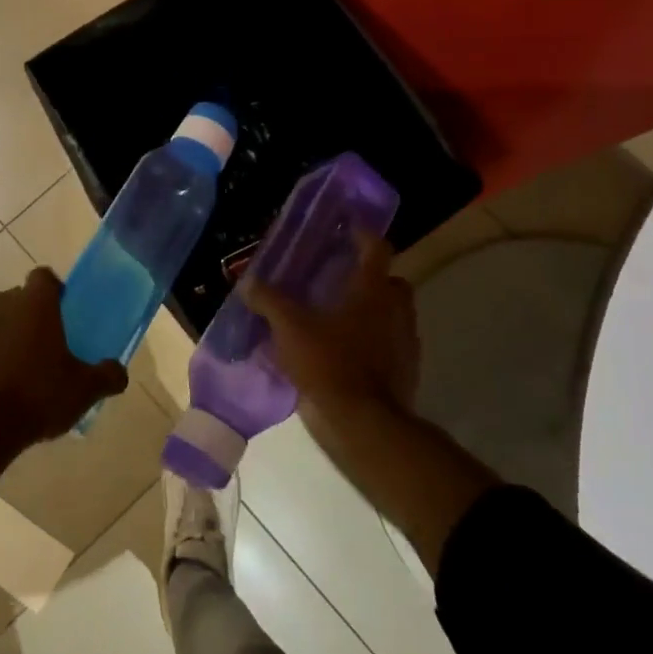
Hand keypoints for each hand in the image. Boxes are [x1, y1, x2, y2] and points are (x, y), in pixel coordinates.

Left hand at [0, 268, 127, 452]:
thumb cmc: (37, 399)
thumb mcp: (84, 391)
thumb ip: (108, 375)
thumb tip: (118, 372)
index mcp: (33, 304)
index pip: (44, 277)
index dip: (54, 291)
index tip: (62, 315)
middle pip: (16, 301)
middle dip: (26, 318)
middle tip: (40, 350)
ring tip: (10, 373)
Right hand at [241, 231, 420, 424]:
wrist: (365, 424)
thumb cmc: (330, 364)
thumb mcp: (290, 329)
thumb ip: (269, 302)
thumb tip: (248, 282)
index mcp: (373, 290)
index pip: (376, 248)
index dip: (363, 234)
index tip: (348, 229)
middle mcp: (395, 309)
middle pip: (390, 281)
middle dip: (369, 277)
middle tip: (339, 278)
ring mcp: (405, 342)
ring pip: (391, 314)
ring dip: (370, 311)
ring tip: (336, 318)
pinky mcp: (405, 371)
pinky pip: (389, 346)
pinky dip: (371, 343)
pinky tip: (343, 353)